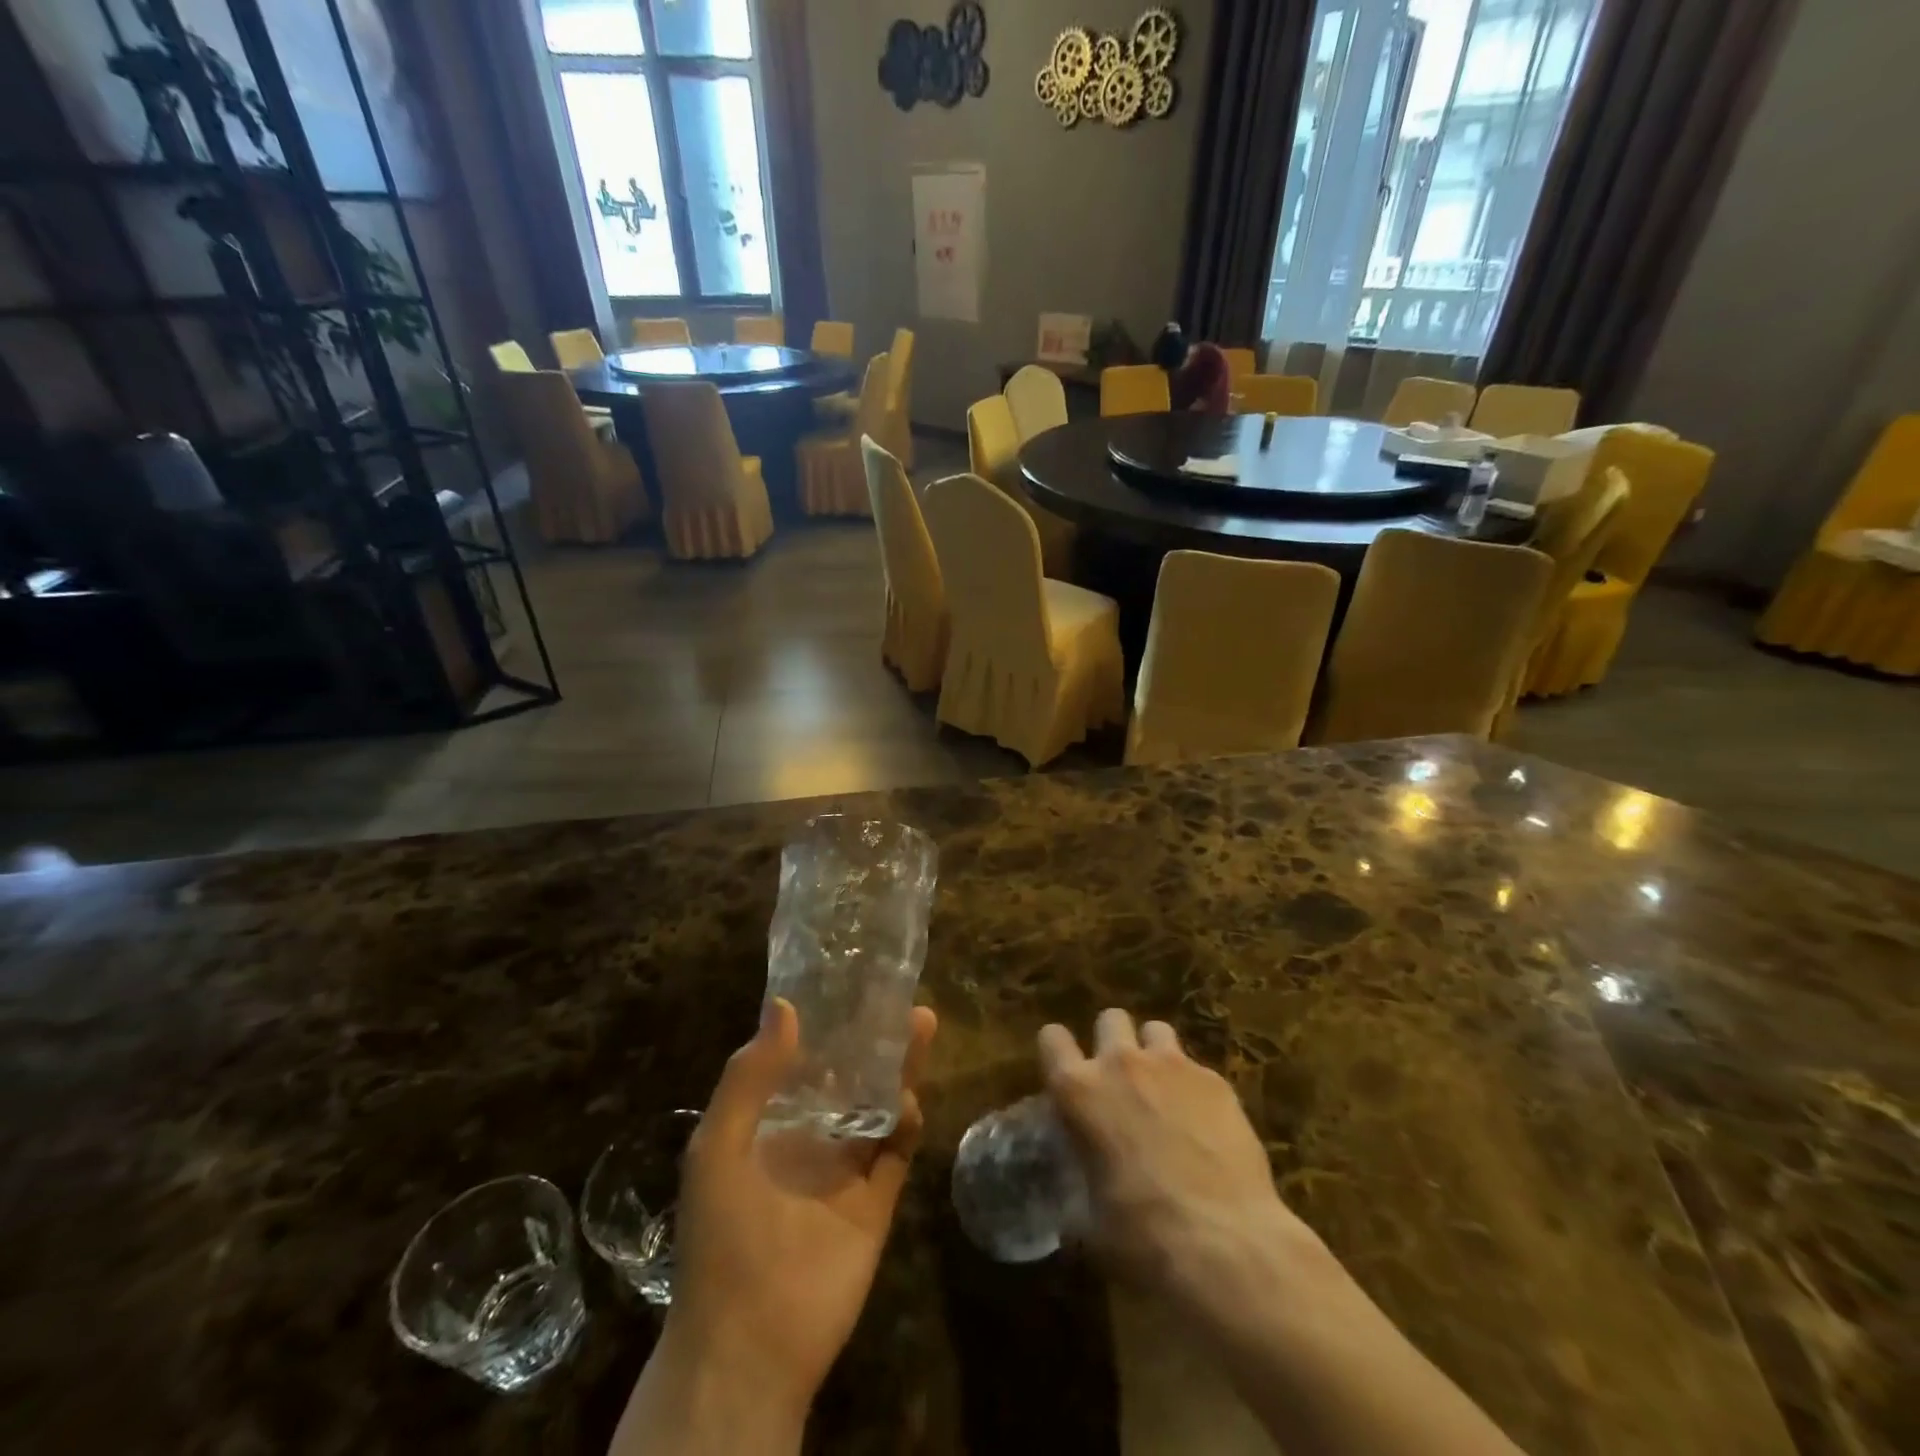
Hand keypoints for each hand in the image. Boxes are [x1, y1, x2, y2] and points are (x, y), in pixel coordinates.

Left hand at [664, 997, 937, 1417]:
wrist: (750, 1343)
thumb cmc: (723, 1235)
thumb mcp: (717, 1147)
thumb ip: (748, 1077)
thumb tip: (786, 1005)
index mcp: (768, 1124)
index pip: (801, 1060)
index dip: (824, 1024)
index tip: (850, 984)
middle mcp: (809, 1138)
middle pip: (849, 1075)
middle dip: (873, 1038)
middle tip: (901, 998)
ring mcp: (845, 1170)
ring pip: (879, 1104)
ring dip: (899, 1067)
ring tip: (920, 1024)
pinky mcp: (876, 1201)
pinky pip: (897, 1151)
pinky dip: (908, 1122)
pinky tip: (911, 1099)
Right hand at [1040, 1008, 1325, 1319]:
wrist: (1225, 1243)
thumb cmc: (1142, 1236)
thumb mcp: (1087, 1223)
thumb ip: (1072, 1195)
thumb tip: (1069, 1208)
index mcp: (1079, 1091)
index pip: (1051, 1038)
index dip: (1056, 1050)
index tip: (1064, 1070)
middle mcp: (1121, 1064)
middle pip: (1110, 1019)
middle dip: (1112, 1042)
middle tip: (1120, 1081)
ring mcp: (1173, 1066)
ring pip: (1156, 1030)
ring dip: (1154, 1054)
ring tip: (1163, 1091)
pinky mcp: (1216, 1081)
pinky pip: (1196, 1068)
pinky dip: (1194, 1087)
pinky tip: (1205, 1125)